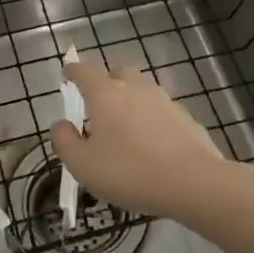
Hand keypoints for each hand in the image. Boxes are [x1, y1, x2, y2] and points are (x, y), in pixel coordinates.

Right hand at [51, 58, 245, 223]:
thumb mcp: (83, 165)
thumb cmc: (129, 171)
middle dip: (106, 81)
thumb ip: (65, 142)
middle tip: (99, 101)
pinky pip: (161, 110)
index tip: (68, 70)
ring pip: (142, 90)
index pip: (85, 72)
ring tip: (125, 124)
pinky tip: (152, 141)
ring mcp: (163, 100)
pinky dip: (151, 118)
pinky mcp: (185, 117)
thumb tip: (61, 124)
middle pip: (118, 73)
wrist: (192, 182)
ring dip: (131, 99)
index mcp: (105, 94)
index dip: (74, 70)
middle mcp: (134, 88)